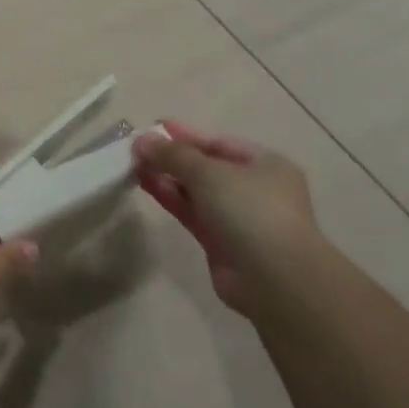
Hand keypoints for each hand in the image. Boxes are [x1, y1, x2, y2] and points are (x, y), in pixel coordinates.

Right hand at [132, 123, 321, 315]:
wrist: (275, 280)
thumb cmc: (250, 210)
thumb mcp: (209, 172)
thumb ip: (174, 154)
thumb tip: (142, 139)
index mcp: (265, 165)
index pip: (218, 144)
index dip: (184, 135)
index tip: (152, 127)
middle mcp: (254, 189)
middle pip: (206, 167)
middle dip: (172, 158)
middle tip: (136, 149)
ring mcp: (238, 218)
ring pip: (196, 191)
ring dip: (167, 177)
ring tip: (134, 165)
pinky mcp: (220, 243)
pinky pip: (191, 212)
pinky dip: (171, 198)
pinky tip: (146, 185)